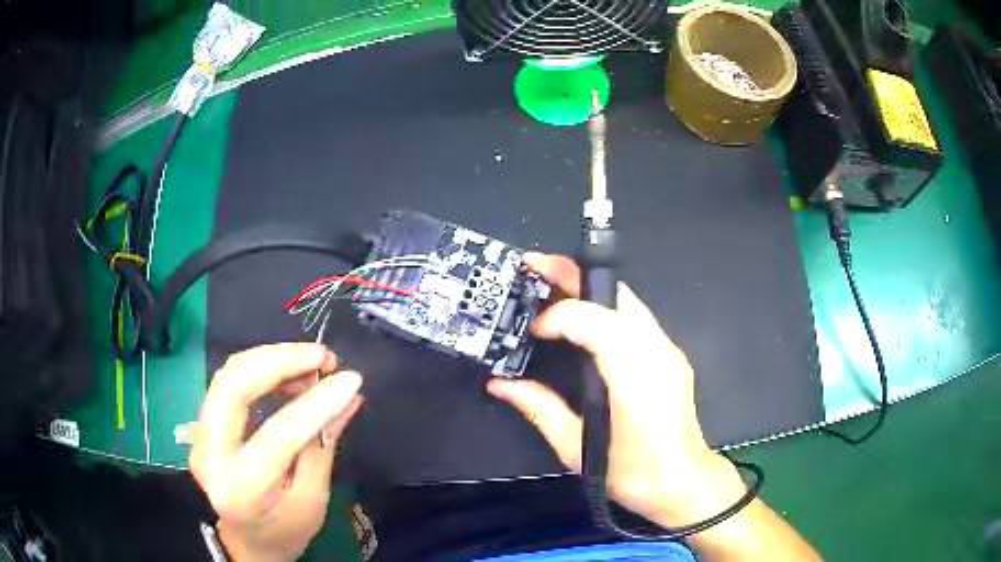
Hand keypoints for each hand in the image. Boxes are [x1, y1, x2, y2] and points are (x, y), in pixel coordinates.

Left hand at [190, 343, 363, 561]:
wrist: (247, 540)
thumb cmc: (286, 529)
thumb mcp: (314, 498)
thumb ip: (324, 443)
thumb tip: (348, 395)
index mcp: (242, 488)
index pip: (277, 435)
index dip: (316, 403)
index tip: (350, 378)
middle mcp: (210, 455)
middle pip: (234, 386)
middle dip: (280, 360)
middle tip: (322, 356)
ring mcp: (200, 435)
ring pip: (228, 375)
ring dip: (271, 359)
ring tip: (312, 362)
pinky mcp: (202, 423)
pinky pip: (228, 382)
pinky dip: (261, 368)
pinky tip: (289, 373)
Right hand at [488, 253, 746, 528]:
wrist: (683, 482)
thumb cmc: (633, 475)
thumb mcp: (577, 450)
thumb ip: (540, 410)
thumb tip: (501, 384)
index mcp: (636, 382)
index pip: (598, 324)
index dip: (561, 315)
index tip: (533, 329)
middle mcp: (658, 356)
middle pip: (617, 296)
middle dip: (573, 274)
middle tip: (534, 265)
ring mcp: (669, 352)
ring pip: (627, 300)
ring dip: (588, 287)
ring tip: (551, 283)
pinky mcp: (670, 354)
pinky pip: (635, 316)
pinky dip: (604, 305)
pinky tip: (582, 315)